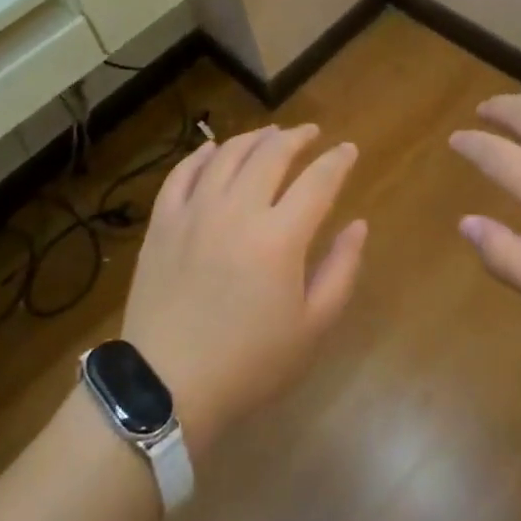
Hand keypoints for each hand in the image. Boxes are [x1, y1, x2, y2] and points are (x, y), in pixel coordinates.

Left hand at [122, 124, 365, 453]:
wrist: (166, 387)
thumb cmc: (249, 363)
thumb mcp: (312, 327)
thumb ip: (341, 270)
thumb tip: (358, 225)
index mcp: (280, 237)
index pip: (318, 180)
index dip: (338, 160)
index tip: (349, 150)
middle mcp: (237, 210)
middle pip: (271, 154)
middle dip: (297, 137)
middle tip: (311, 134)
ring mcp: (194, 212)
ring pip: (228, 155)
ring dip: (254, 138)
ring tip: (270, 133)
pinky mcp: (162, 222)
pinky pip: (182, 173)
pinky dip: (201, 154)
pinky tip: (213, 148)